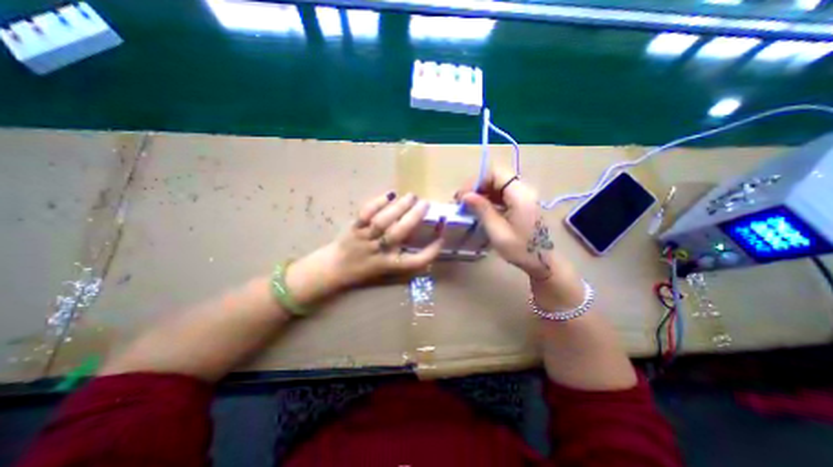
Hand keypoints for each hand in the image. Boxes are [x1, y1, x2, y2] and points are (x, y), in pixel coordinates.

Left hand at [289, 192, 444, 304]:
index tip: (441, 237)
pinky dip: (377, 203)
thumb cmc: (365, 270)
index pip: (415, 261)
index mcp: (390, 265)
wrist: (335, 268)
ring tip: (411, 196)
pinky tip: (389, 194)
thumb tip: (429, 244)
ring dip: (399, 207)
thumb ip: (407, 260)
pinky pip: (365, 214)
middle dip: (414, 217)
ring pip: (383, 221)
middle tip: (426, 204)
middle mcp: (378, 252)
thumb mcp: (388, 272)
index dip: (431, 251)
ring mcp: (365, 238)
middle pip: (399, 233)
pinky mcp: (354, 228)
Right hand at [456, 166, 550, 279]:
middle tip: (463, 201)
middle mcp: (524, 190)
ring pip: (499, 184)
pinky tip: (481, 209)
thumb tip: (465, 195)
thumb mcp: (497, 231)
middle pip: (497, 177)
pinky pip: (504, 194)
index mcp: (520, 195)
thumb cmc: (520, 249)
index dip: (477, 181)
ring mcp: (524, 196)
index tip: (464, 196)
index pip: (496, 173)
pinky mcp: (523, 203)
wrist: (543, 262)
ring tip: (469, 205)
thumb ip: (482, 210)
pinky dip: (490, 198)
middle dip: (478, 186)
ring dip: (483, 192)